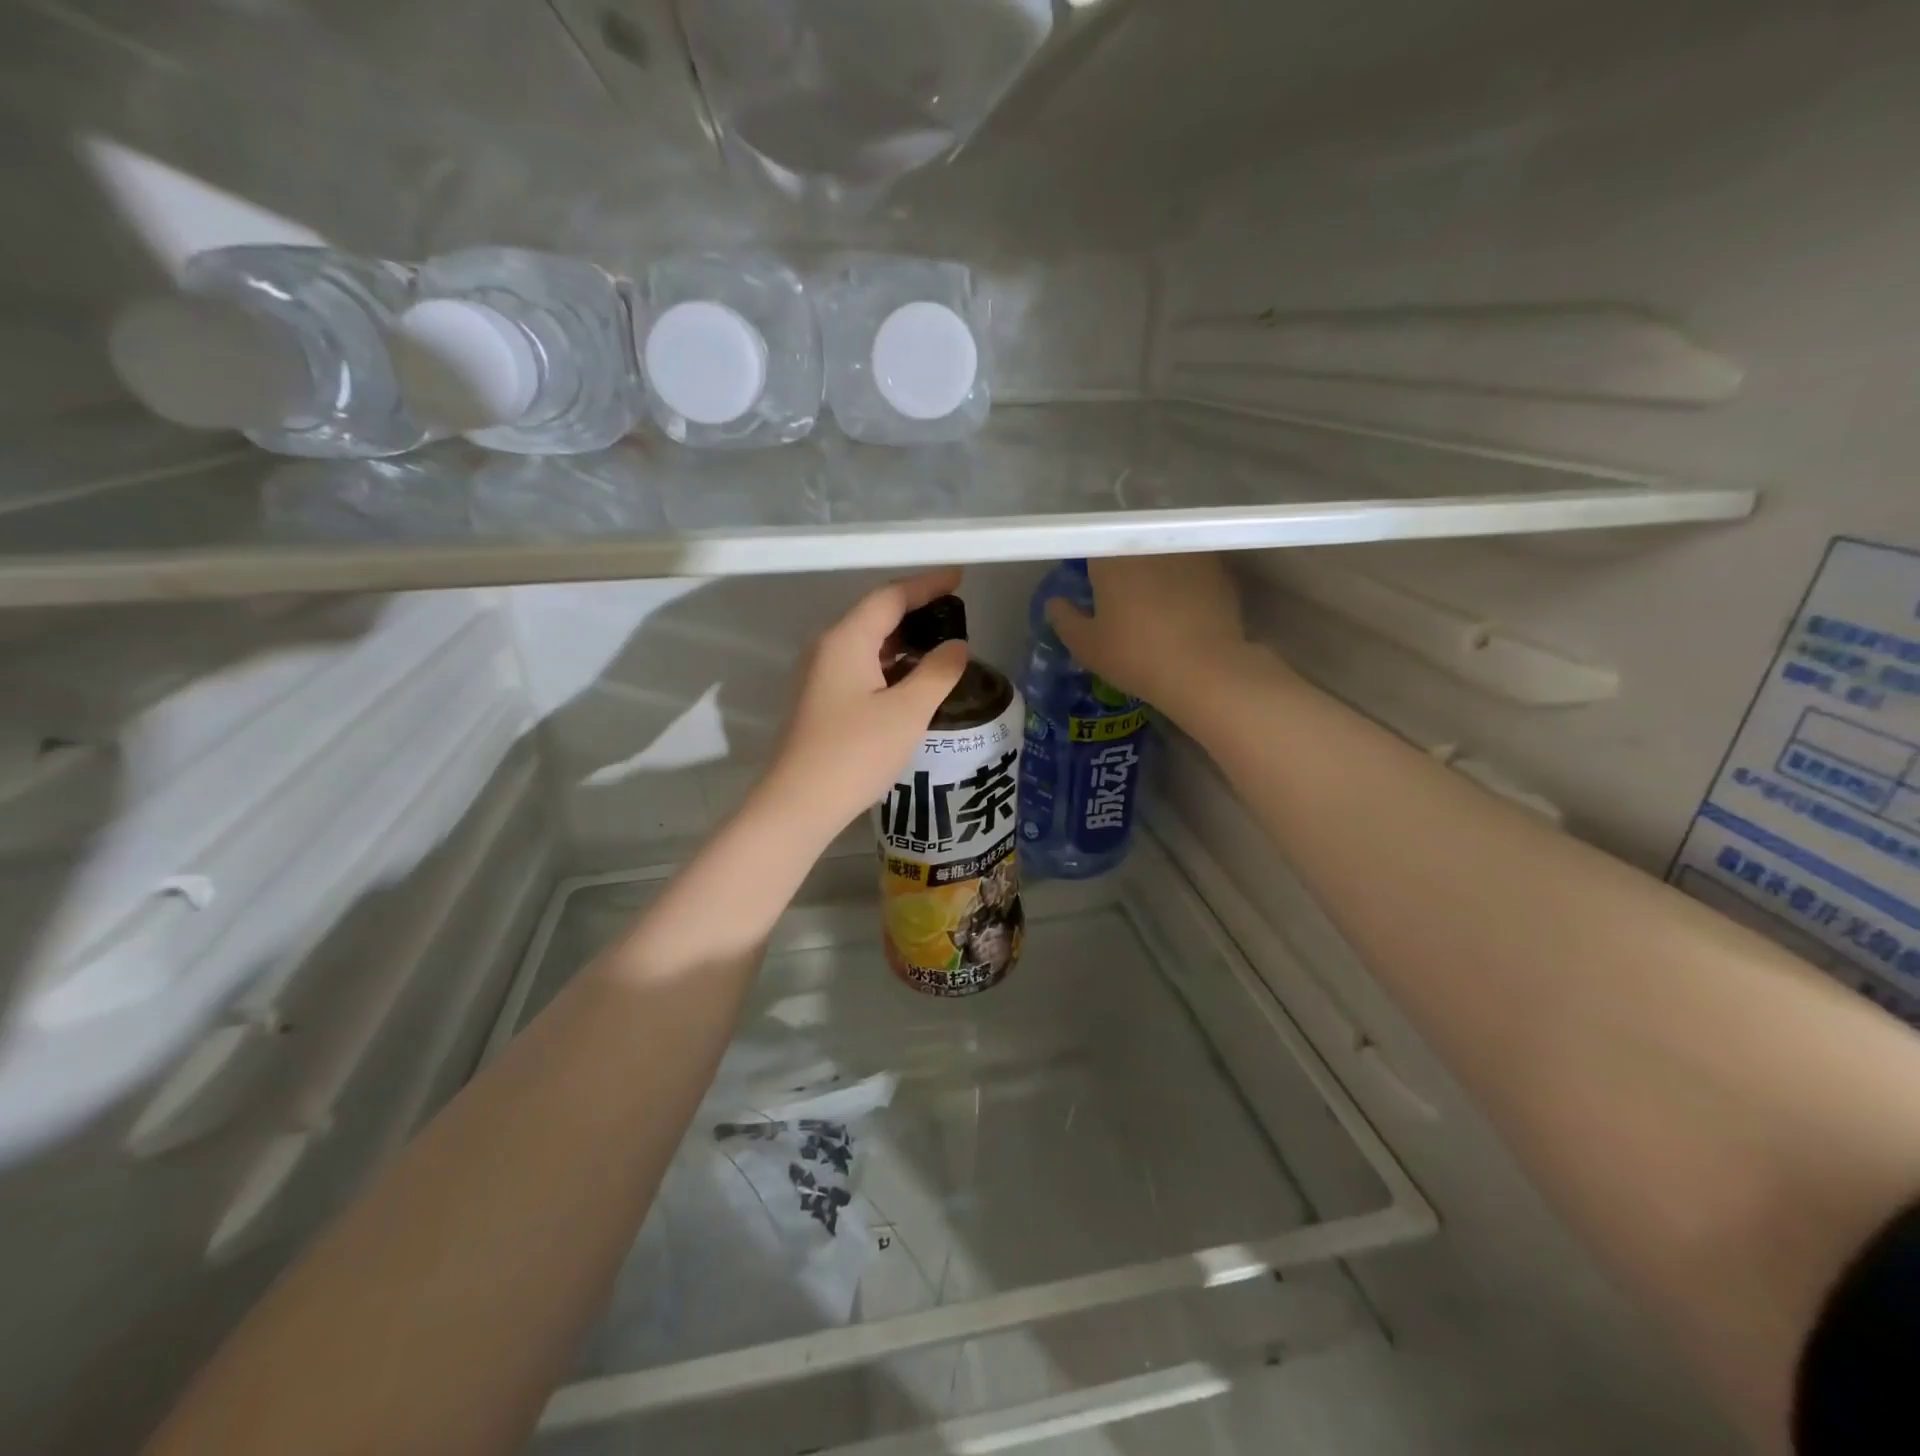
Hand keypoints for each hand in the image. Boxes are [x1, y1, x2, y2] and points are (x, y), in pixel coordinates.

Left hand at [761, 568, 969, 844]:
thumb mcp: (908, 711)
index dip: (927, 584)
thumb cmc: (856, 752)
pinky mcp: (818, 702)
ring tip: (940, 648)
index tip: (959, 577)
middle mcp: (826, 649)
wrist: (799, 804)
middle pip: (875, 616)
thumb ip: (938, 672)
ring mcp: (818, 676)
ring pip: (866, 645)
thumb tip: (956, 646)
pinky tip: (911, 683)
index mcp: (846, 640)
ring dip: (903, 642)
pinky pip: (858, 668)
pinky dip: (888, 666)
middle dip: (916, 611)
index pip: (890, 596)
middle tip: (954, 615)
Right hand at [1045, 554, 1257, 706]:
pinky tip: (1185, 607)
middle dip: (1125, 566)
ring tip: (1156, 602)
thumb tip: (1055, 603)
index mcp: (1112, 557)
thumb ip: (1064, 619)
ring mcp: (1187, 552)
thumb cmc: (1135, 656)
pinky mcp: (1218, 568)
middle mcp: (1149, 544)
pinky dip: (1185, 581)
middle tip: (1123, 598)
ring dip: (1156, 570)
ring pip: (1162, 555)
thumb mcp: (1087, 646)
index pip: (1093, 546)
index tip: (1094, 588)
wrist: (1204, 669)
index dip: (1092, 566)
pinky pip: (1192, 567)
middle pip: (1130, 547)